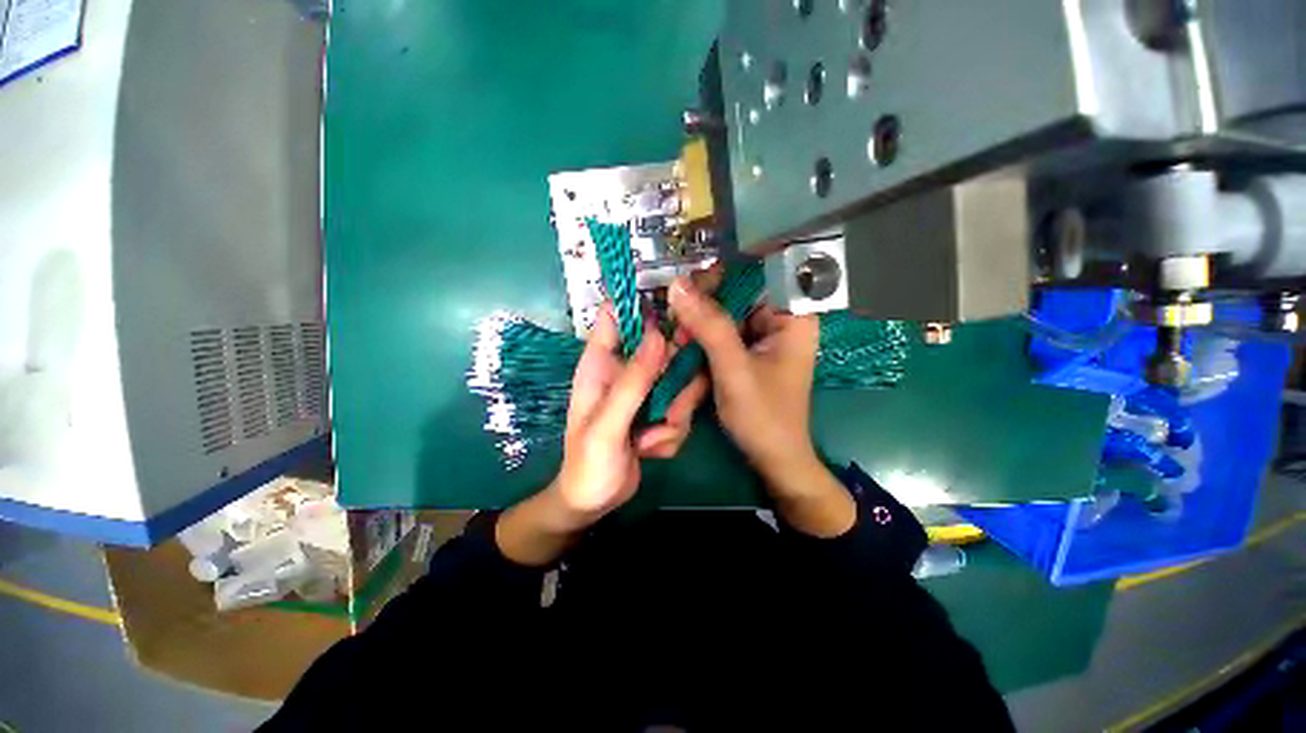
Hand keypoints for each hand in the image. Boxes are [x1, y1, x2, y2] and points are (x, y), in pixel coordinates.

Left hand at [497, 304, 700, 564]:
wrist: (594, 502)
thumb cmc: (588, 464)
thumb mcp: (607, 425)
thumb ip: (632, 382)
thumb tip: (658, 336)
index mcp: (600, 365)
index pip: (615, 316)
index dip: (641, 304)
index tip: (675, 311)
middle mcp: (625, 371)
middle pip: (662, 347)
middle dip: (675, 375)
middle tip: (672, 403)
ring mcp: (644, 392)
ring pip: (679, 382)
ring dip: (674, 413)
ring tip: (651, 440)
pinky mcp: (658, 411)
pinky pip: (681, 408)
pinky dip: (672, 433)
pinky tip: (650, 450)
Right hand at [667, 277, 854, 536]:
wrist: (773, 459)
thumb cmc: (764, 417)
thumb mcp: (734, 369)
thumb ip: (708, 326)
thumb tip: (676, 285)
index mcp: (791, 316)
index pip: (754, 273)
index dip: (718, 274)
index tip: (684, 285)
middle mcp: (779, 319)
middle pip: (735, 293)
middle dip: (702, 306)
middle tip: (675, 321)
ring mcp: (763, 336)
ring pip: (724, 313)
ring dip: (697, 325)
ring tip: (677, 341)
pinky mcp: (749, 351)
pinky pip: (721, 332)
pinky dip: (701, 339)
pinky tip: (684, 348)